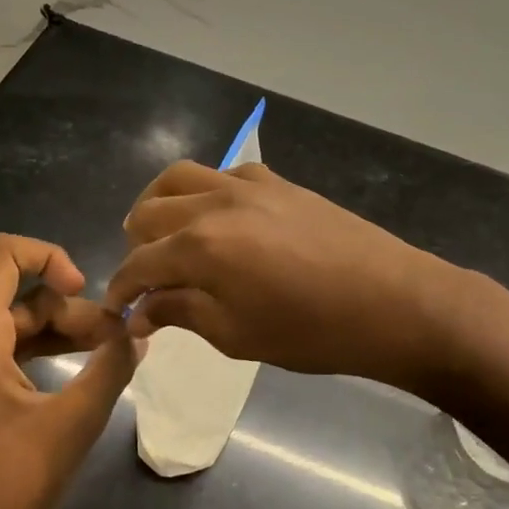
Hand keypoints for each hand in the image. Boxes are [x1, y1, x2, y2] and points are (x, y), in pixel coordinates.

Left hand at [0, 234, 142, 508]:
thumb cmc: (4, 488)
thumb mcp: (72, 424)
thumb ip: (110, 368)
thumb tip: (137, 333)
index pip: (2, 253)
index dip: (50, 255)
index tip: (86, 291)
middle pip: (15, 297)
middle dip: (70, 312)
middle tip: (116, 343)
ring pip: (7, 326)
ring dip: (56, 335)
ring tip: (103, 357)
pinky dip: (32, 355)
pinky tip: (67, 378)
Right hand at [106, 162, 459, 386]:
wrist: (391, 301)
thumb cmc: (311, 331)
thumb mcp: (237, 335)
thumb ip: (182, 313)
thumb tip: (142, 310)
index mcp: (200, 246)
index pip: (138, 263)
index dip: (121, 289)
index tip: (118, 309)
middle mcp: (214, 203)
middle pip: (149, 212)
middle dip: (135, 245)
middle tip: (145, 277)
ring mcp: (248, 185)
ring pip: (180, 177)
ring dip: (160, 205)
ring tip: (165, 234)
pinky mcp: (278, 182)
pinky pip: (224, 173)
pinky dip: (205, 192)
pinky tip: (218, 219)